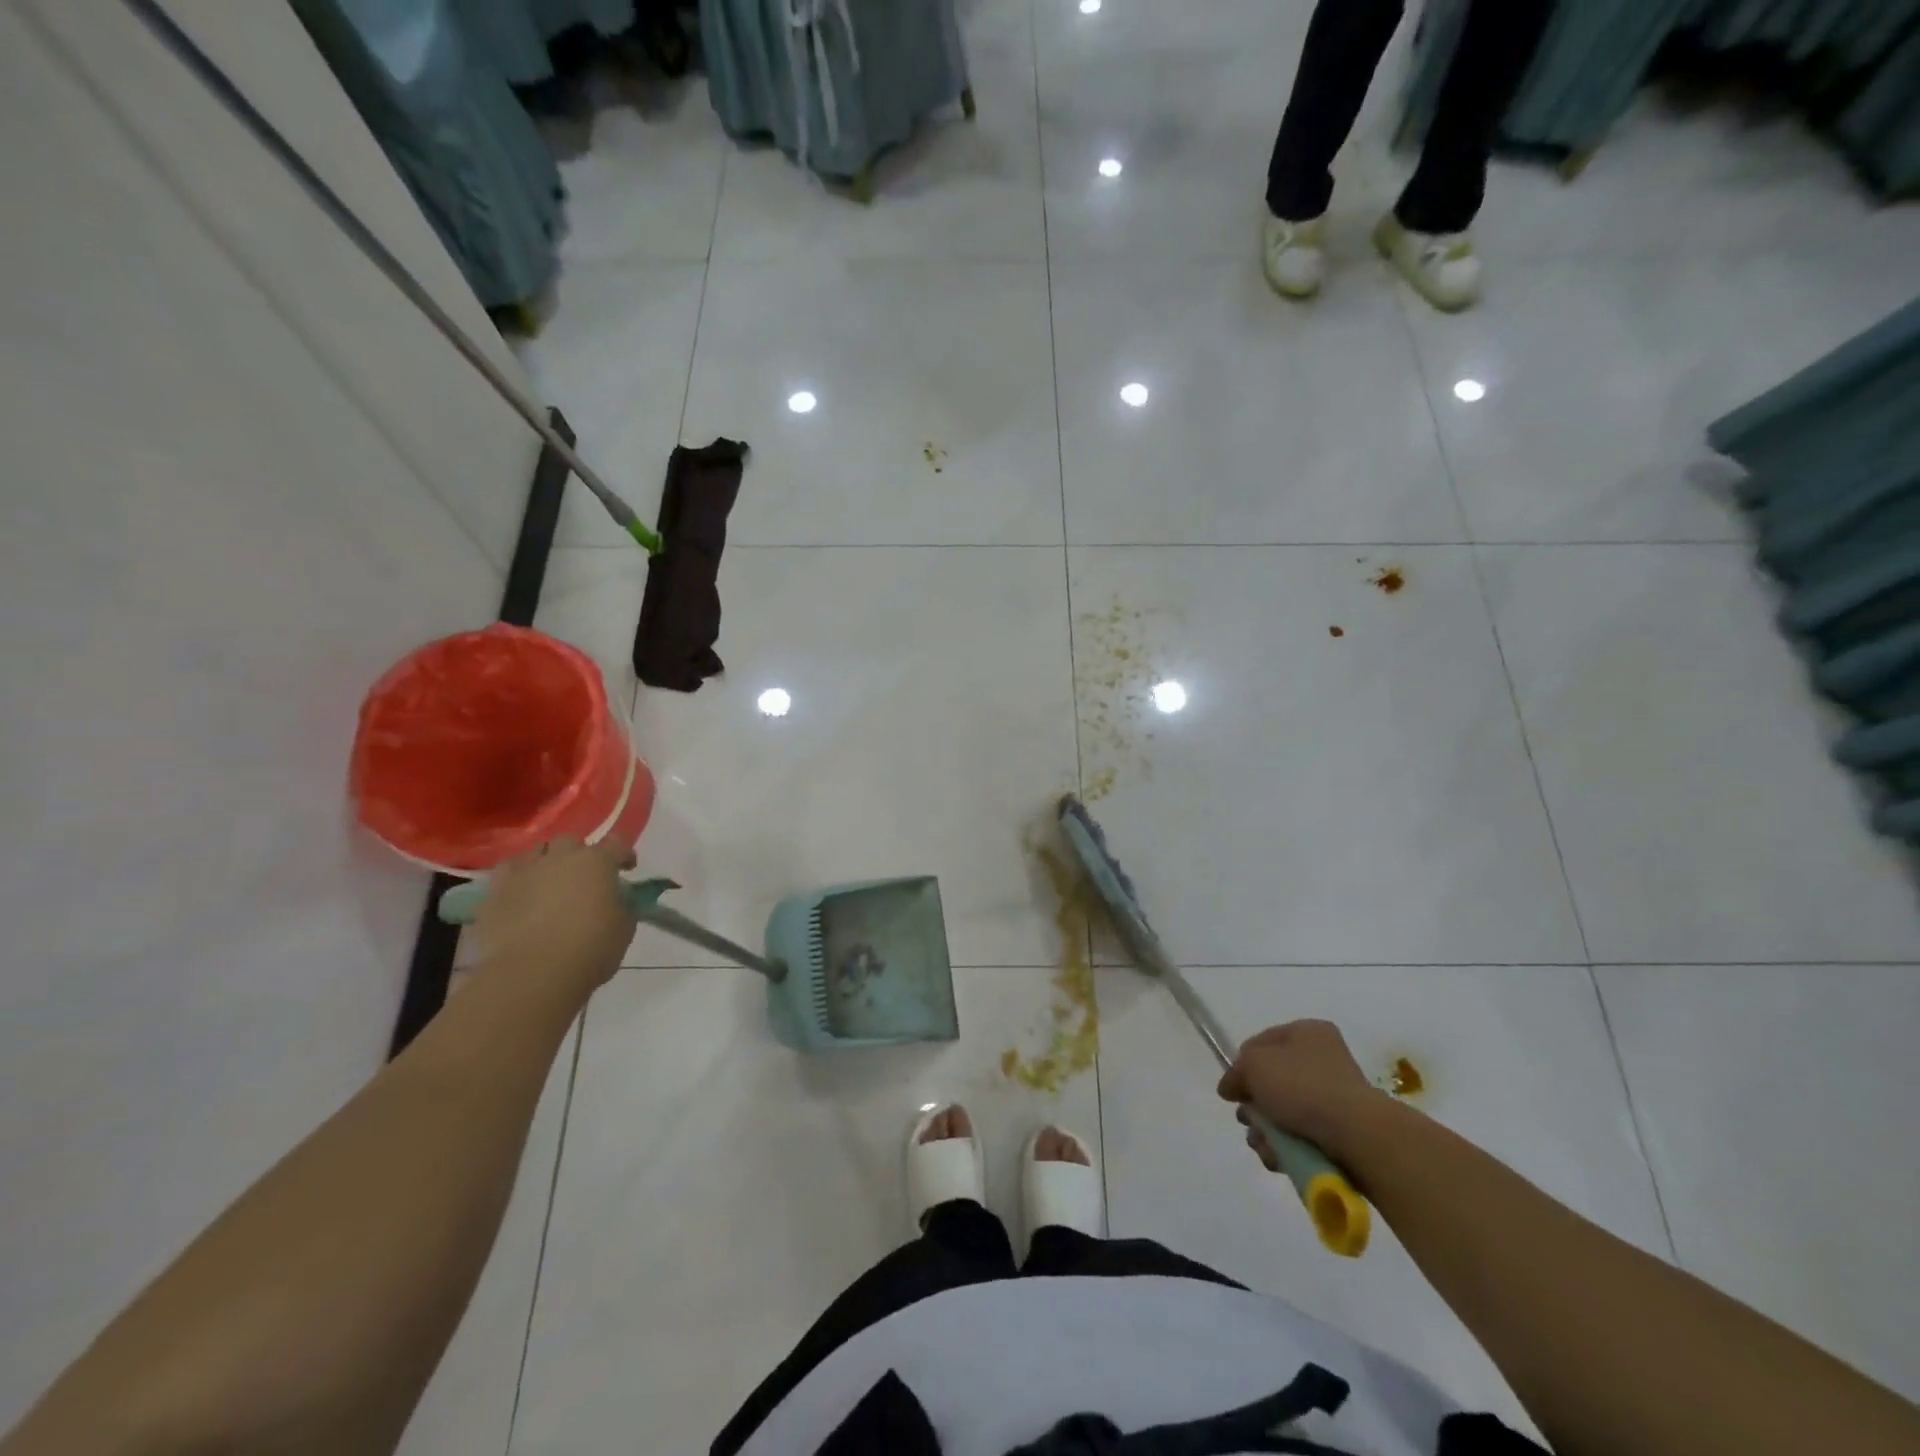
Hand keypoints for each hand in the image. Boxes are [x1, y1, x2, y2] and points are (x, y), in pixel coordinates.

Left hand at [472, 837, 637, 995]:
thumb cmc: (590, 949)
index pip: (617, 843)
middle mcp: (560, 858)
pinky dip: (517, 879)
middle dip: (579, 855)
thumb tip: (617, 900)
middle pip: (571, 842)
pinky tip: (521, 894)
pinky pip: (506, 873)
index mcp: (597, 862)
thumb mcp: (624, 927)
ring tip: (549, 884)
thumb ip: (623, 905)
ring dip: (546, 862)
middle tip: (584, 878)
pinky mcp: (494, 892)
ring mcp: (524, 872)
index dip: (624, 854)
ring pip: (536, 852)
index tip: (627, 869)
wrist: (533, 974)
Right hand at [1216, 1019, 1385, 1166]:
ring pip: (1286, 1112)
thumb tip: (1229, 1087)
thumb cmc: (1302, 1087)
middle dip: (1254, 1104)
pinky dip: (1287, 1147)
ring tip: (1262, 1145)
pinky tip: (1278, 1158)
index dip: (1242, 1064)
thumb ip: (1235, 1072)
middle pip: (1273, 1081)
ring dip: (1267, 1130)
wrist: (1357, 1135)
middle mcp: (1323, 1059)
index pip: (1261, 1042)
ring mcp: (1336, 1096)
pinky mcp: (1343, 1131)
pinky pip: (1304, 1135)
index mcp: (1307, 1032)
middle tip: (1248, 1120)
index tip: (1233, 1089)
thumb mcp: (1253, 1066)